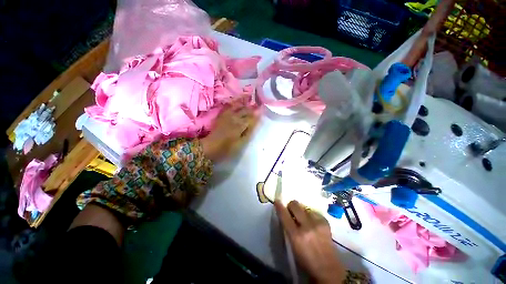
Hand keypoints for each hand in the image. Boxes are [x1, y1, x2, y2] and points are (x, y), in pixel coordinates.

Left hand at [201, 104, 258, 161]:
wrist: (210, 147)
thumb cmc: (227, 148)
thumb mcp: (241, 143)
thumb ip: (249, 132)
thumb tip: (256, 123)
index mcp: (240, 125)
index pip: (252, 117)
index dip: (258, 113)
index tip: (263, 109)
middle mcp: (234, 117)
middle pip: (246, 110)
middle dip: (253, 108)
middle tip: (258, 106)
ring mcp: (227, 115)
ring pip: (238, 106)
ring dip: (245, 104)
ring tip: (250, 103)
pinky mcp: (222, 115)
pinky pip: (229, 106)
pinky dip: (235, 104)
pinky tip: (238, 103)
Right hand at [275, 200, 345, 283]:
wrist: (328, 269)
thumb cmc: (306, 260)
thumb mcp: (292, 246)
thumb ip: (288, 229)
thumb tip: (286, 215)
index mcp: (296, 236)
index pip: (284, 215)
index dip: (279, 206)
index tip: (277, 201)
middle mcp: (306, 226)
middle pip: (295, 205)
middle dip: (291, 206)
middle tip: (291, 212)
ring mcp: (317, 223)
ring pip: (304, 207)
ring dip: (301, 211)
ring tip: (304, 220)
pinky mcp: (325, 222)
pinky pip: (314, 212)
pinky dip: (311, 215)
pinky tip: (313, 223)